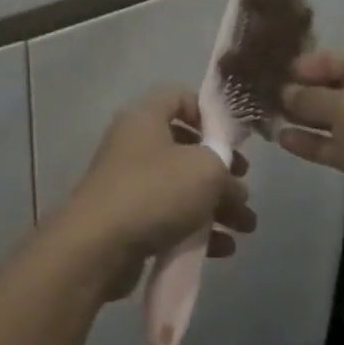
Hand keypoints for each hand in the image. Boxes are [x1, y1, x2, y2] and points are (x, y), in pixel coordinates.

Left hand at [57, 88, 254, 299]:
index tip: (231, 139)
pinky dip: (196, 229)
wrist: (98, 247)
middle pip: (186, 149)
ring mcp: (129, 184)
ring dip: (216, 205)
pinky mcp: (128, 220)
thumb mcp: (205, 169)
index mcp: (145, 118)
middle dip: (221, 171)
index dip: (208, 113)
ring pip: (181, 187)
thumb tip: (231, 181)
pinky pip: (169, 217)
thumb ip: (225, 165)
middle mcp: (134, 145)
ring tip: (245, 227)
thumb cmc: (155, 191)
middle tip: (243, 190)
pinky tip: (223, 248)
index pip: (178, 97)